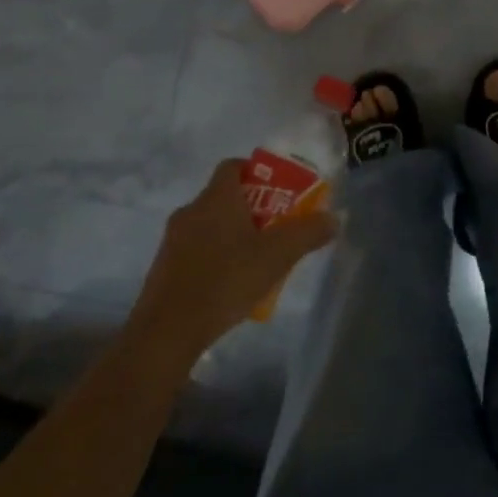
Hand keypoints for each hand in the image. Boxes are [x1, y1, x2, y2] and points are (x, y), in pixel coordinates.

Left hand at [135, 160, 336, 354]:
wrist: (167, 331)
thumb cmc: (226, 280)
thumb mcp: (277, 256)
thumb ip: (308, 233)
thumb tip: (333, 218)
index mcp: (216, 198)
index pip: (233, 166)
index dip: (256, 173)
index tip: (278, 192)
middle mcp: (191, 210)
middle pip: (224, 196)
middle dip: (251, 208)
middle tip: (276, 229)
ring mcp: (173, 239)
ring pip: (210, 224)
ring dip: (233, 234)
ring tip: (257, 260)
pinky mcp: (164, 267)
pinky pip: (196, 250)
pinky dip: (215, 257)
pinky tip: (231, 284)